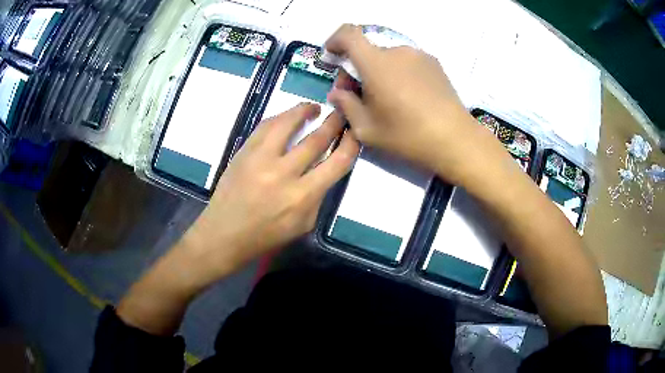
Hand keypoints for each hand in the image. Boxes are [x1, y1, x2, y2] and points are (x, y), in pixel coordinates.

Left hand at [117, 104, 358, 335]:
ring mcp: (261, 159)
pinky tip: (288, 117)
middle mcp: (284, 174)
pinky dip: (280, 117)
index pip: (338, 162)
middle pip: (316, 139)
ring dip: (305, 111)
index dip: (351, 143)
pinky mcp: (244, 152)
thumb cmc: (265, 237)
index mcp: (303, 197)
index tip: (355, 132)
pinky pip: (265, 126)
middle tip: (340, 112)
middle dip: (334, 122)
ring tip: (314, 107)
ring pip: (288, 123)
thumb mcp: (303, 225)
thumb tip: (325, 170)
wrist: (223, 235)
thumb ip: (318, 197)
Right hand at [325, 24, 488, 183]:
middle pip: (368, 51)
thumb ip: (346, 106)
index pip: (349, 34)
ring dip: (379, 71)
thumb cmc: (407, 135)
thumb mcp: (367, 129)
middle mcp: (398, 51)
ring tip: (387, 99)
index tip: (332, 55)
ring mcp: (419, 56)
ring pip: (388, 57)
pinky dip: (398, 72)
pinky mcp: (434, 64)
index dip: (335, 40)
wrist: (455, 139)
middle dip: (357, 67)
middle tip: (358, 94)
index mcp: (376, 63)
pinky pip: (407, 62)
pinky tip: (407, 97)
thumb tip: (337, 93)